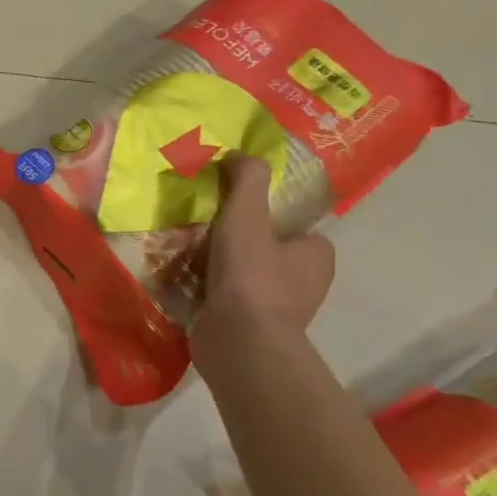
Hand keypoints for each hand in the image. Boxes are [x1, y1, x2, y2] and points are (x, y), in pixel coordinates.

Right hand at [194, 153, 334, 341]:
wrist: (240, 342)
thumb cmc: (251, 274)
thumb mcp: (246, 215)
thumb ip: (246, 180)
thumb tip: (238, 154)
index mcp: (316, 257)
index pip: (293, 228)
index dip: (263, 217)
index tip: (230, 213)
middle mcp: (304, 284)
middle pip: (263, 250)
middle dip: (232, 242)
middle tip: (198, 230)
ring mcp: (277, 310)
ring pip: (242, 275)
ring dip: (215, 267)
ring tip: (181, 253)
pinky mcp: (249, 329)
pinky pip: (225, 299)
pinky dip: (206, 290)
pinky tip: (180, 281)